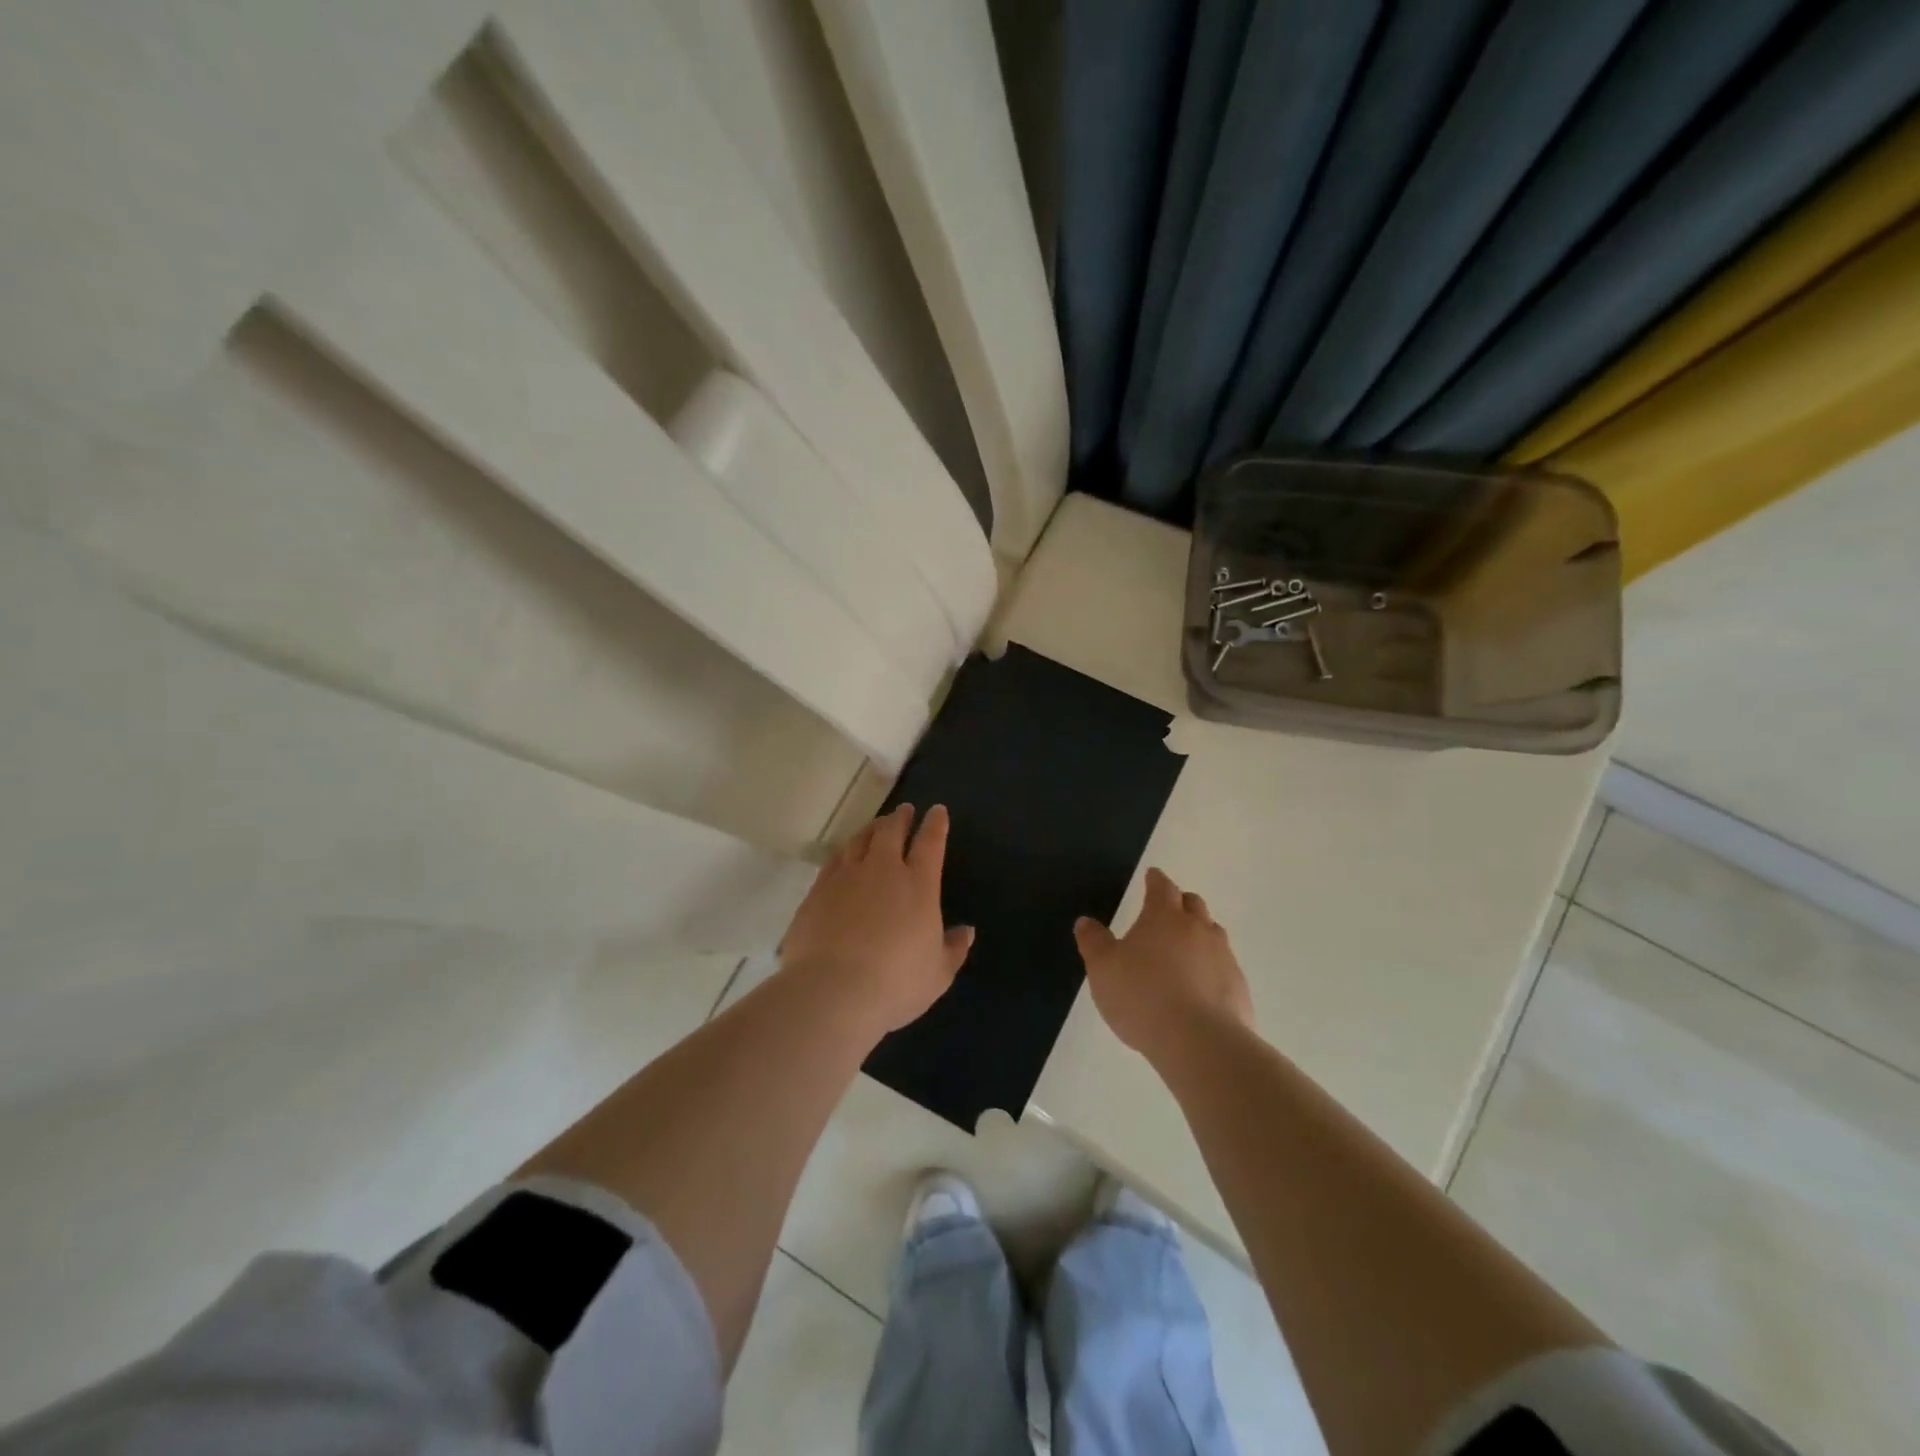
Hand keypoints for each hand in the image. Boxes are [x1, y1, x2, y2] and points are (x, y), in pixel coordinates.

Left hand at [779, 803, 973, 1037]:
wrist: (832, 990)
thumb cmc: (896, 984)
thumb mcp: (938, 974)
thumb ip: (954, 949)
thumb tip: (967, 931)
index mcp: (918, 884)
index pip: (930, 843)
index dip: (935, 824)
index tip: (937, 811)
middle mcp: (883, 870)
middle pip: (891, 831)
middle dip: (900, 818)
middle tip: (904, 810)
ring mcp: (846, 877)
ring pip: (860, 840)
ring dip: (871, 829)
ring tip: (876, 826)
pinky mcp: (818, 890)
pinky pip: (834, 860)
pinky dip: (845, 851)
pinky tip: (844, 854)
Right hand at [1073, 868, 1253, 1064]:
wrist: (1199, 1042)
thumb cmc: (1142, 996)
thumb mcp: (1103, 969)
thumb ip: (1094, 942)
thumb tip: (1085, 922)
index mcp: (1164, 917)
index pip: (1162, 887)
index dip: (1155, 880)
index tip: (1152, 876)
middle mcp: (1198, 929)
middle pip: (1193, 904)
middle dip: (1180, 903)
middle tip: (1168, 911)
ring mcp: (1223, 957)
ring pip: (1213, 934)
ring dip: (1199, 934)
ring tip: (1185, 949)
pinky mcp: (1239, 988)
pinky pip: (1224, 967)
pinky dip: (1211, 969)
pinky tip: (1200, 988)